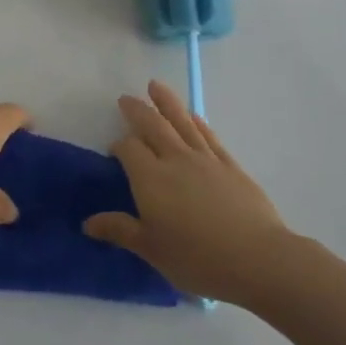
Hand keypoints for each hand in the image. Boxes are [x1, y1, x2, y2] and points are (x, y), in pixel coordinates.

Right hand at [84, 82, 288, 304]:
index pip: (128, 149)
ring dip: (166, 102)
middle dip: (137, 110)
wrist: (257, 259)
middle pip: (153, 125)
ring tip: (155, 85)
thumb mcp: (151, 250)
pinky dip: (197, 122)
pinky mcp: (230, 166)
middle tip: (126, 99)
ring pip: (181, 121)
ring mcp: (205, 159)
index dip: (118, 146)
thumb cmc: (197, 259)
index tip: (113, 153)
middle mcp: (175, 160)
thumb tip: (88, 223)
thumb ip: (120, 230)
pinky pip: (209, 136)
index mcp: (150, 179)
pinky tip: (192, 116)